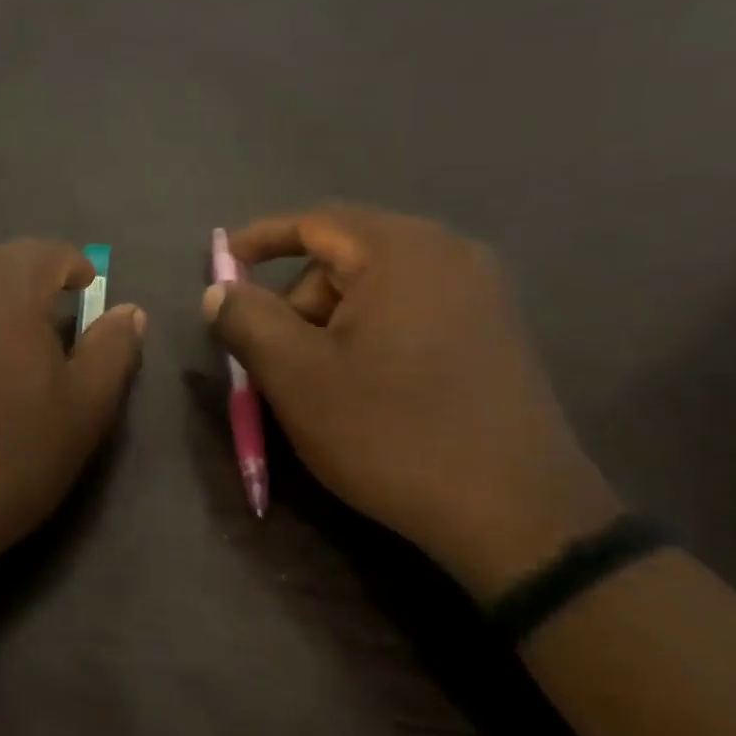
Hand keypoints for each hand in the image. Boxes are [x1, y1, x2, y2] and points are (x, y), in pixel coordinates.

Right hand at [206, 204, 618, 602]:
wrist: (515, 514)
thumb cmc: (389, 433)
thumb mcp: (295, 376)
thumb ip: (246, 320)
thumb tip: (220, 291)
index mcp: (401, 252)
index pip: (315, 221)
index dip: (260, 240)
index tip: (223, 266)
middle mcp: (450, 255)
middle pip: (345, 257)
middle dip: (297, 300)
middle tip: (273, 356)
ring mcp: (482, 294)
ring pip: (376, 289)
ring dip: (331, 323)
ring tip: (317, 382)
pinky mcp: (494, 333)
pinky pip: (411, 312)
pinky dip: (370, 335)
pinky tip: (364, 387)